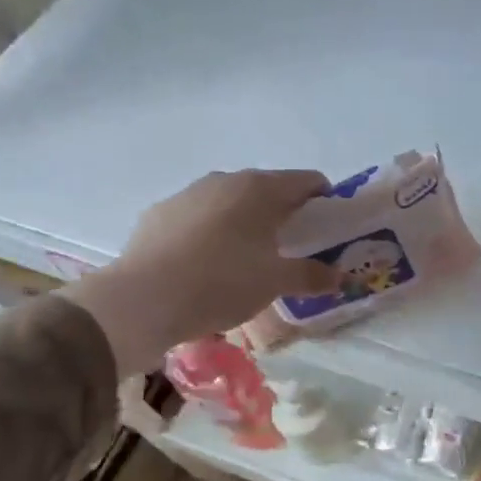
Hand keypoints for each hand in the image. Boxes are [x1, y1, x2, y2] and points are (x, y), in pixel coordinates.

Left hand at [61, 169, 339, 375]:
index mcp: (261, 189)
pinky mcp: (159, 214)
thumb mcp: (275, 283)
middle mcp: (226, 180)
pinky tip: (206, 265)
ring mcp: (188, 194)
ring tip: (247, 260)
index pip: (308, 181)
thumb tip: (338, 277)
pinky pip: (198, 218)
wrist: (142, 300)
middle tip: (292, 249)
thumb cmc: (222, 282)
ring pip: (230, 202)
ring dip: (245, 223)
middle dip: (284, 214)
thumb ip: (311, 276)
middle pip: (268, 190)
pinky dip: (211, 233)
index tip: (327, 229)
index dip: (324, 201)